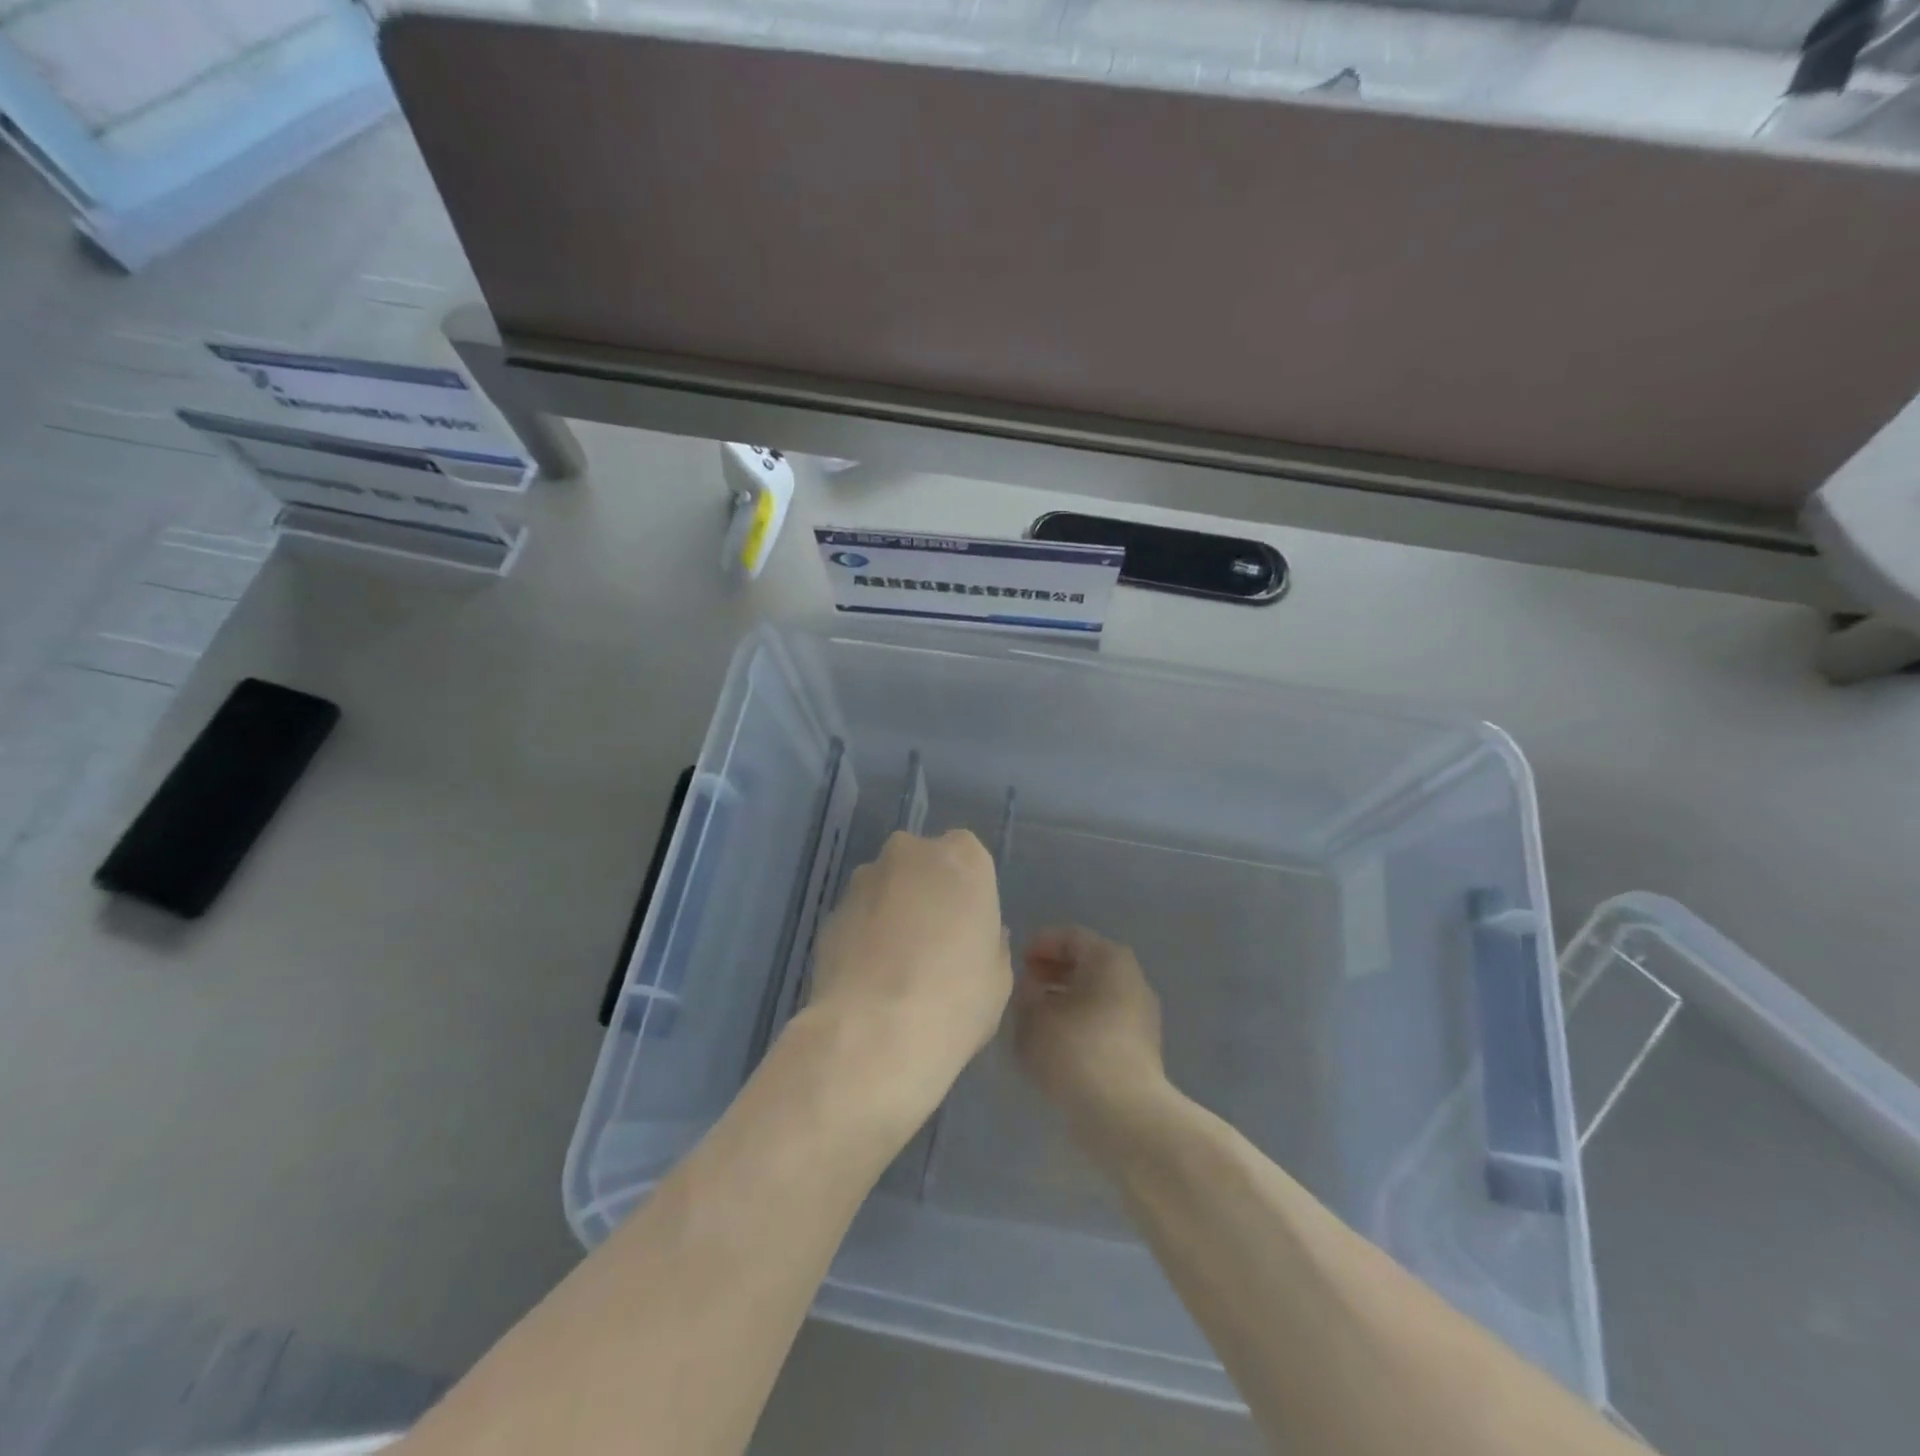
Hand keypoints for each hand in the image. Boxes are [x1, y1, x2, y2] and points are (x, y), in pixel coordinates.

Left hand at [805, 830, 1012, 1127]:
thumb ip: (989, 941)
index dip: (967, 892)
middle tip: (933, 944)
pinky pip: (857, 917)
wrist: (875, 1033)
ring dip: (891, 913)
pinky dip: (863, 937)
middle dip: (926, 894)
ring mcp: (864, 879)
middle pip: (922, 864)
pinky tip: (869, 979)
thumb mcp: (998, 975)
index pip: (968, 857)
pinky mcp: (830, 912)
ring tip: (896, 967)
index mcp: (962, 857)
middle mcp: (910, 853)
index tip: (967, 928)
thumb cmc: (956, 997)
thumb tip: (970, 935)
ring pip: (885, 888)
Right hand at [1013, 926, 1167, 1137]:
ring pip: (1096, 993)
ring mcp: (1141, 1013)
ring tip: (1036, 1016)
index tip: (1016, 961)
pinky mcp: (1142, 1047)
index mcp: (1108, 958)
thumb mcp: (1032, 1016)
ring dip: (1066, 998)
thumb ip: (1026, 992)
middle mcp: (1131, 977)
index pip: (1069, 936)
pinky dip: (1081, 1021)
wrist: (1124, 1115)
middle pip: (1086, 963)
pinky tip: (1058, 1041)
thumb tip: (1031, 986)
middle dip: (1053, 971)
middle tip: (1024, 986)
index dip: (1039, 944)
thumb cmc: (1074, 1051)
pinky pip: (1105, 1020)